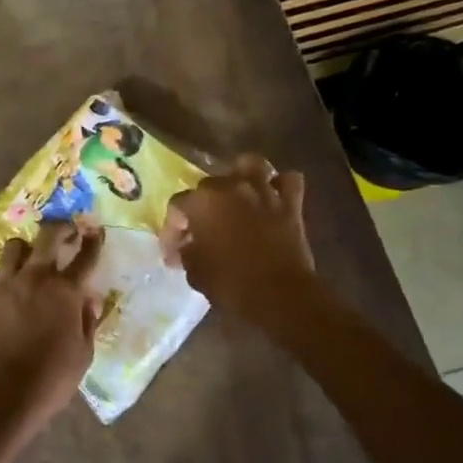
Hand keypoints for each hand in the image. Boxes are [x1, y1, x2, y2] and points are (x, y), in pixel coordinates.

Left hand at [0, 220, 103, 430]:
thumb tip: (88, 302)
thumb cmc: (52, 377)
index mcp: (65, 291)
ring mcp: (4, 286)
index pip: (85, 256)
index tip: (96, 232)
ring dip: (25, 249)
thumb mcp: (83, 353)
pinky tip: (2, 286)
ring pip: (13, 248)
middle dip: (59, 228)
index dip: (94, 241)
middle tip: (64, 230)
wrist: (3, 393)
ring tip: (28, 257)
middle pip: (47, 237)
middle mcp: (35, 278)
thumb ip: (87, 322)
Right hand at [163, 154, 316, 331]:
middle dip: (202, 206)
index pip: (177, 206)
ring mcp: (263, 192)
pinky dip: (280, 186)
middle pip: (209, 184)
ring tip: (237, 195)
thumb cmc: (231, 284)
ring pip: (251, 165)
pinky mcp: (291, 205)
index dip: (172, 229)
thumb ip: (186, 252)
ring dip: (242, 176)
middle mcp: (231, 187)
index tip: (173, 253)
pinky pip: (288, 182)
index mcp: (202, 202)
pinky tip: (272, 198)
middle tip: (201, 232)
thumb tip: (185, 247)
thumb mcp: (195, 271)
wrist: (280, 297)